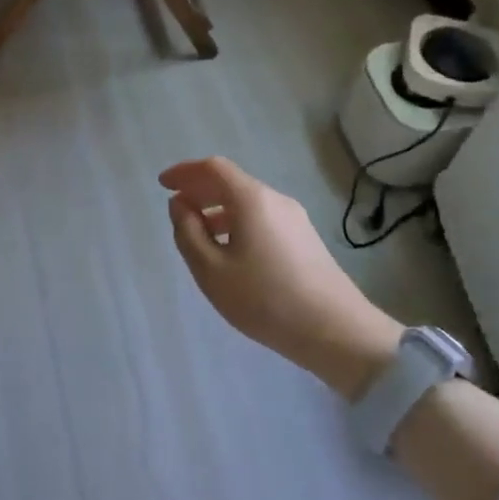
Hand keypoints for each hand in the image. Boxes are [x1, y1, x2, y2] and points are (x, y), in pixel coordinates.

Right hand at [159, 156, 401, 398]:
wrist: (336, 331)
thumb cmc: (265, 299)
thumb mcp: (211, 270)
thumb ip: (188, 232)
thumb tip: (180, 205)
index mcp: (251, 200)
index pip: (213, 168)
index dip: (185, 172)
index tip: (163, 184)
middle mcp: (275, 200)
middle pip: (232, 182)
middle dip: (200, 189)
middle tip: (176, 207)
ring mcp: (295, 219)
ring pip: (248, 201)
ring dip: (218, 208)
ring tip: (198, 233)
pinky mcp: (305, 238)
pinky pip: (262, 217)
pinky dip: (237, 221)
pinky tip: (230, 250)